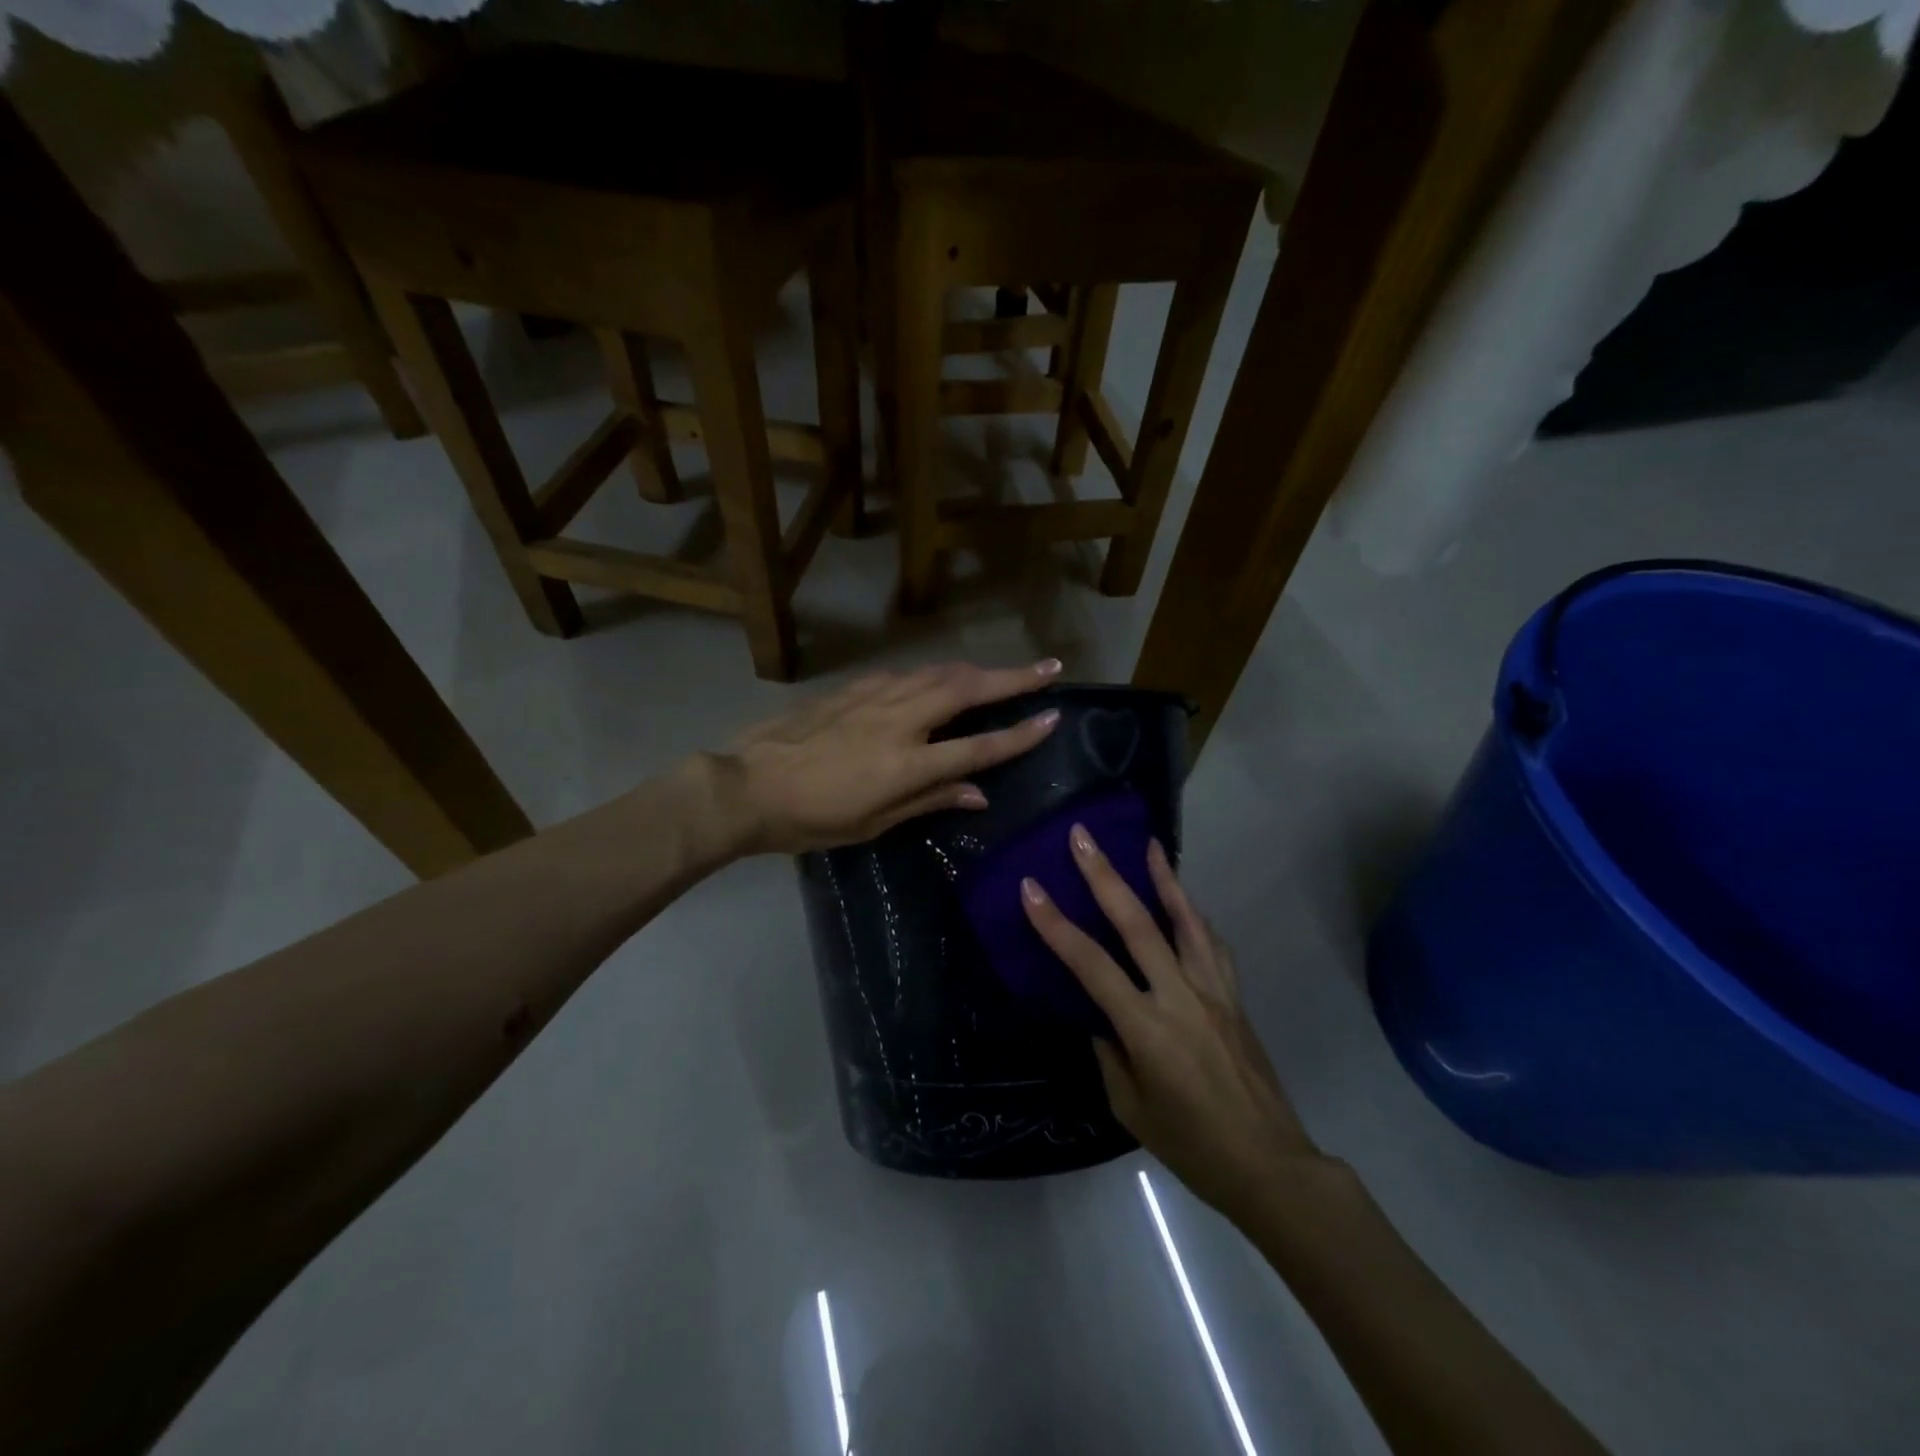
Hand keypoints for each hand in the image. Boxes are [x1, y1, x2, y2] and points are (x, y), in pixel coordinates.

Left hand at [718, 660, 1063, 854]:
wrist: (748, 786)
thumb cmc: (811, 818)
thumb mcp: (873, 823)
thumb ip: (929, 800)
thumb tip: (978, 793)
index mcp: (906, 764)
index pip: (978, 746)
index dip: (1019, 734)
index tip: (1052, 717)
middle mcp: (899, 720)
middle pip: (967, 690)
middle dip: (1013, 677)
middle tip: (1049, 666)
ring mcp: (874, 697)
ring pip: (938, 673)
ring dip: (977, 670)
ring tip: (1003, 672)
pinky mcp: (853, 688)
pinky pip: (906, 675)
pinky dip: (934, 675)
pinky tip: (939, 680)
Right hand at [1020, 829, 1326, 1222]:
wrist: (1269, 1166)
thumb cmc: (1191, 1146)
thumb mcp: (1131, 1108)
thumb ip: (1110, 1054)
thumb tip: (1103, 1019)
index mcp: (1146, 1028)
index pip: (1091, 965)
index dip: (1056, 925)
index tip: (1031, 889)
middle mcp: (1179, 997)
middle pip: (1137, 924)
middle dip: (1104, 877)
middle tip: (1083, 838)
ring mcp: (1213, 992)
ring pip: (1186, 921)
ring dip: (1164, 879)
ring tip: (1148, 844)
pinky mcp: (1234, 997)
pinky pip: (1212, 945)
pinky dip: (1195, 916)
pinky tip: (1185, 901)